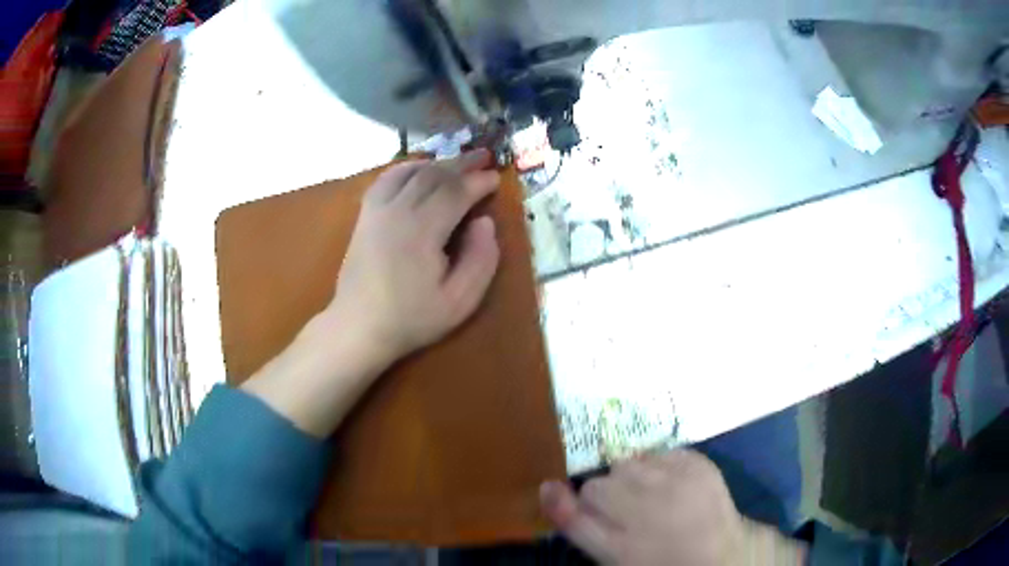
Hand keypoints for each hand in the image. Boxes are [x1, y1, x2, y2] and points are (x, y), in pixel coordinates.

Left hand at [320, 149, 501, 367]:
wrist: (359, 326)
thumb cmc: (412, 318)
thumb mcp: (459, 301)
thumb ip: (481, 260)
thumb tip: (484, 222)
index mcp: (422, 230)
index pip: (456, 192)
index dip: (479, 181)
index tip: (496, 178)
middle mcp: (398, 210)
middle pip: (434, 175)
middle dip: (462, 163)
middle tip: (485, 157)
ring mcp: (377, 210)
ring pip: (411, 172)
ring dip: (438, 163)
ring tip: (458, 162)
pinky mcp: (366, 215)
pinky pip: (387, 179)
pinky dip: (407, 168)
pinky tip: (419, 169)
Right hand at [540, 450, 806, 564]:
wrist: (723, 555)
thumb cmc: (661, 561)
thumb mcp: (614, 556)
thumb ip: (577, 524)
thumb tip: (548, 487)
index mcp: (620, 545)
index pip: (575, 507)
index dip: (575, 507)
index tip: (589, 510)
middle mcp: (646, 509)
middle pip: (598, 484)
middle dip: (606, 496)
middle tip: (628, 513)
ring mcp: (677, 483)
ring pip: (626, 463)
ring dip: (632, 477)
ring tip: (652, 497)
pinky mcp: (700, 464)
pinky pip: (660, 453)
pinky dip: (661, 466)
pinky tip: (673, 486)